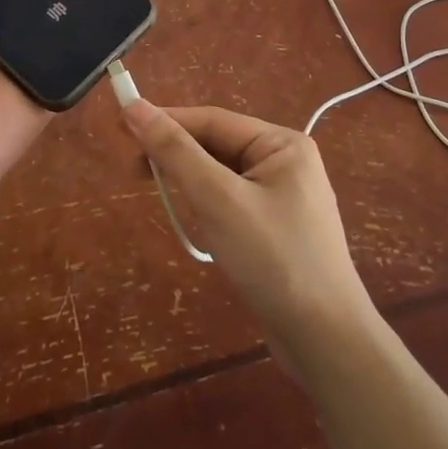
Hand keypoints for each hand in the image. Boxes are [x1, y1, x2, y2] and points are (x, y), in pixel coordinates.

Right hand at [120, 102, 375, 368]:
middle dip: (177, 155)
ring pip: (222, 175)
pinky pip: (232, 201)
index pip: (212, 120)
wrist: (326, 342)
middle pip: (218, 145)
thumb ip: (176, 152)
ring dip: (190, 182)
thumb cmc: (273, 260)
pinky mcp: (277, 229)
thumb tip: (134, 106)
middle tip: (133, 169)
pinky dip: (207, 205)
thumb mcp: (218, 200)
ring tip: (159, 195)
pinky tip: (194, 221)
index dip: (166, 121)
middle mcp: (286, 162)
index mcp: (282, 143)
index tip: (121, 126)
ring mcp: (284, 197)